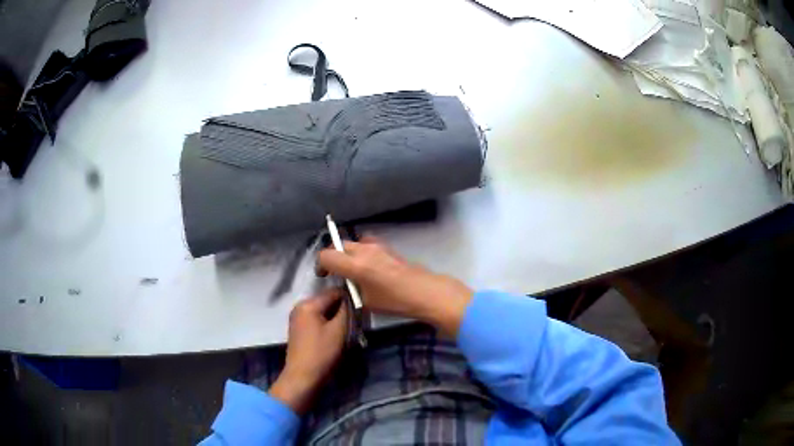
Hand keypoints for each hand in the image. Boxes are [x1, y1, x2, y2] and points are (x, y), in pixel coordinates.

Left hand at [269, 290, 347, 413]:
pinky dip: (327, 324)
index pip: (334, 292)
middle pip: (327, 301)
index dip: (349, 298)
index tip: (361, 309)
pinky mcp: (299, 329)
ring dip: (335, 318)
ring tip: (346, 329)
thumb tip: (352, 298)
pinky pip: (316, 319)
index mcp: (308, 304)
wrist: (303, 377)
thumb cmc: (321, 353)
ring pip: (322, 311)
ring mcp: (297, 318)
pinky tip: (334, 335)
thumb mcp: (339, 330)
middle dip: (341, 309)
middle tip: (355, 321)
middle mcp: (300, 307)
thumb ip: (346, 310)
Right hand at [318, 237, 472, 335]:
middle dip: (333, 257)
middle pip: (338, 246)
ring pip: (353, 244)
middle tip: (335, 273)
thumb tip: (347, 283)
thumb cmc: (395, 301)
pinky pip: (366, 245)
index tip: (323, 275)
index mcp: (355, 265)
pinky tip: (368, 267)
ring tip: (351, 269)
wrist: (425, 292)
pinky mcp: (388, 247)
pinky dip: (361, 252)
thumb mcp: (367, 301)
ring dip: (347, 253)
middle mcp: (363, 250)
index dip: (321, 265)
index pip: (326, 256)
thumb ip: (352, 289)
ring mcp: (377, 246)